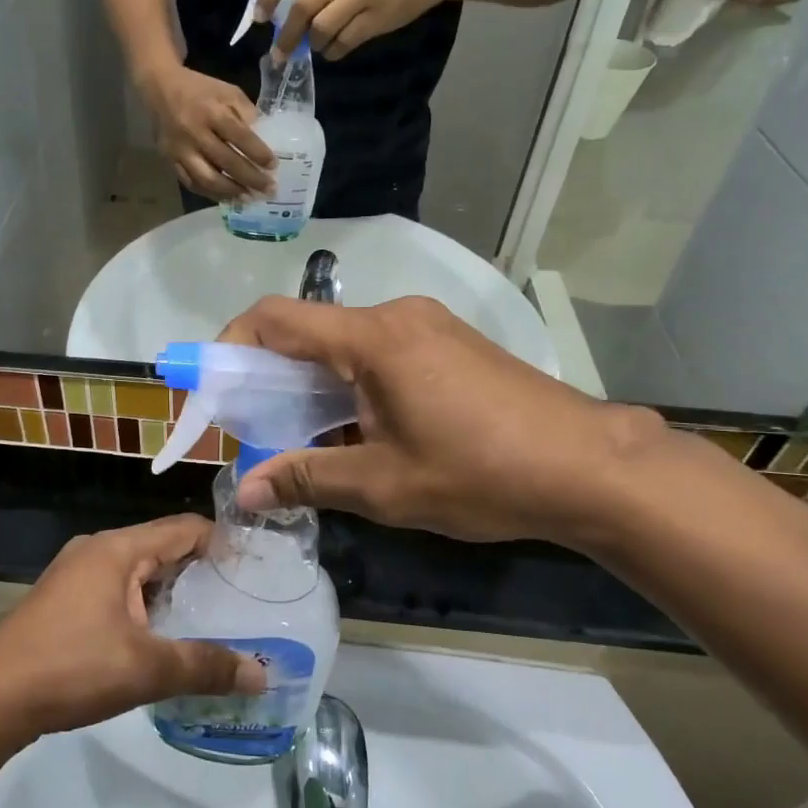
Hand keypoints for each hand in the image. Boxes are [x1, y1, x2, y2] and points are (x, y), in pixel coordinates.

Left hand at [0, 517, 266, 744]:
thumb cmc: (71, 668)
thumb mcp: (146, 669)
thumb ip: (206, 667)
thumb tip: (261, 675)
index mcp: (118, 548)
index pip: (185, 528)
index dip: (222, 544)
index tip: (256, 570)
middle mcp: (97, 549)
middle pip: (162, 547)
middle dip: (201, 571)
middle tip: (241, 601)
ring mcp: (75, 573)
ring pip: (139, 570)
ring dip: (172, 592)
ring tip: (210, 621)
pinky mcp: (64, 599)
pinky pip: (117, 589)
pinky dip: (144, 605)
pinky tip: (160, 638)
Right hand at [144, 66, 274, 201]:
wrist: (159, 88)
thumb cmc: (200, 90)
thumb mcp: (227, 92)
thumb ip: (246, 114)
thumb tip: (265, 140)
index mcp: (212, 112)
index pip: (240, 136)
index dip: (258, 153)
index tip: (273, 166)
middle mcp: (195, 133)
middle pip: (226, 162)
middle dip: (251, 178)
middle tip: (269, 190)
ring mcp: (180, 150)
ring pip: (207, 179)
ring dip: (231, 192)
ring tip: (248, 198)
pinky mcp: (170, 161)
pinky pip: (191, 183)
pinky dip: (210, 193)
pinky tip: (226, 197)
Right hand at [219, 297, 667, 546]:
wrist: (592, 468)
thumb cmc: (482, 473)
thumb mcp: (384, 484)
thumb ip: (307, 479)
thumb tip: (246, 490)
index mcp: (373, 338)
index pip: (276, 318)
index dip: (232, 345)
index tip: (215, 388)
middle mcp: (396, 316)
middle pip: (309, 332)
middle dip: (272, 377)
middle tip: (257, 429)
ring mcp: (427, 326)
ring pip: (344, 345)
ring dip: (314, 386)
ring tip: (308, 440)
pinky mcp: (449, 343)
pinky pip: (379, 352)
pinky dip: (351, 384)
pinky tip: (360, 430)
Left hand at [257, 0, 459, 62]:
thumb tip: (280, 4)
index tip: (260, 17)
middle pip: (302, 8)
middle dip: (286, 36)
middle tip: (279, 53)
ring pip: (321, 29)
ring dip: (313, 44)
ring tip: (318, 44)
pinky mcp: (379, 17)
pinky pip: (343, 43)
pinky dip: (333, 52)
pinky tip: (335, 48)